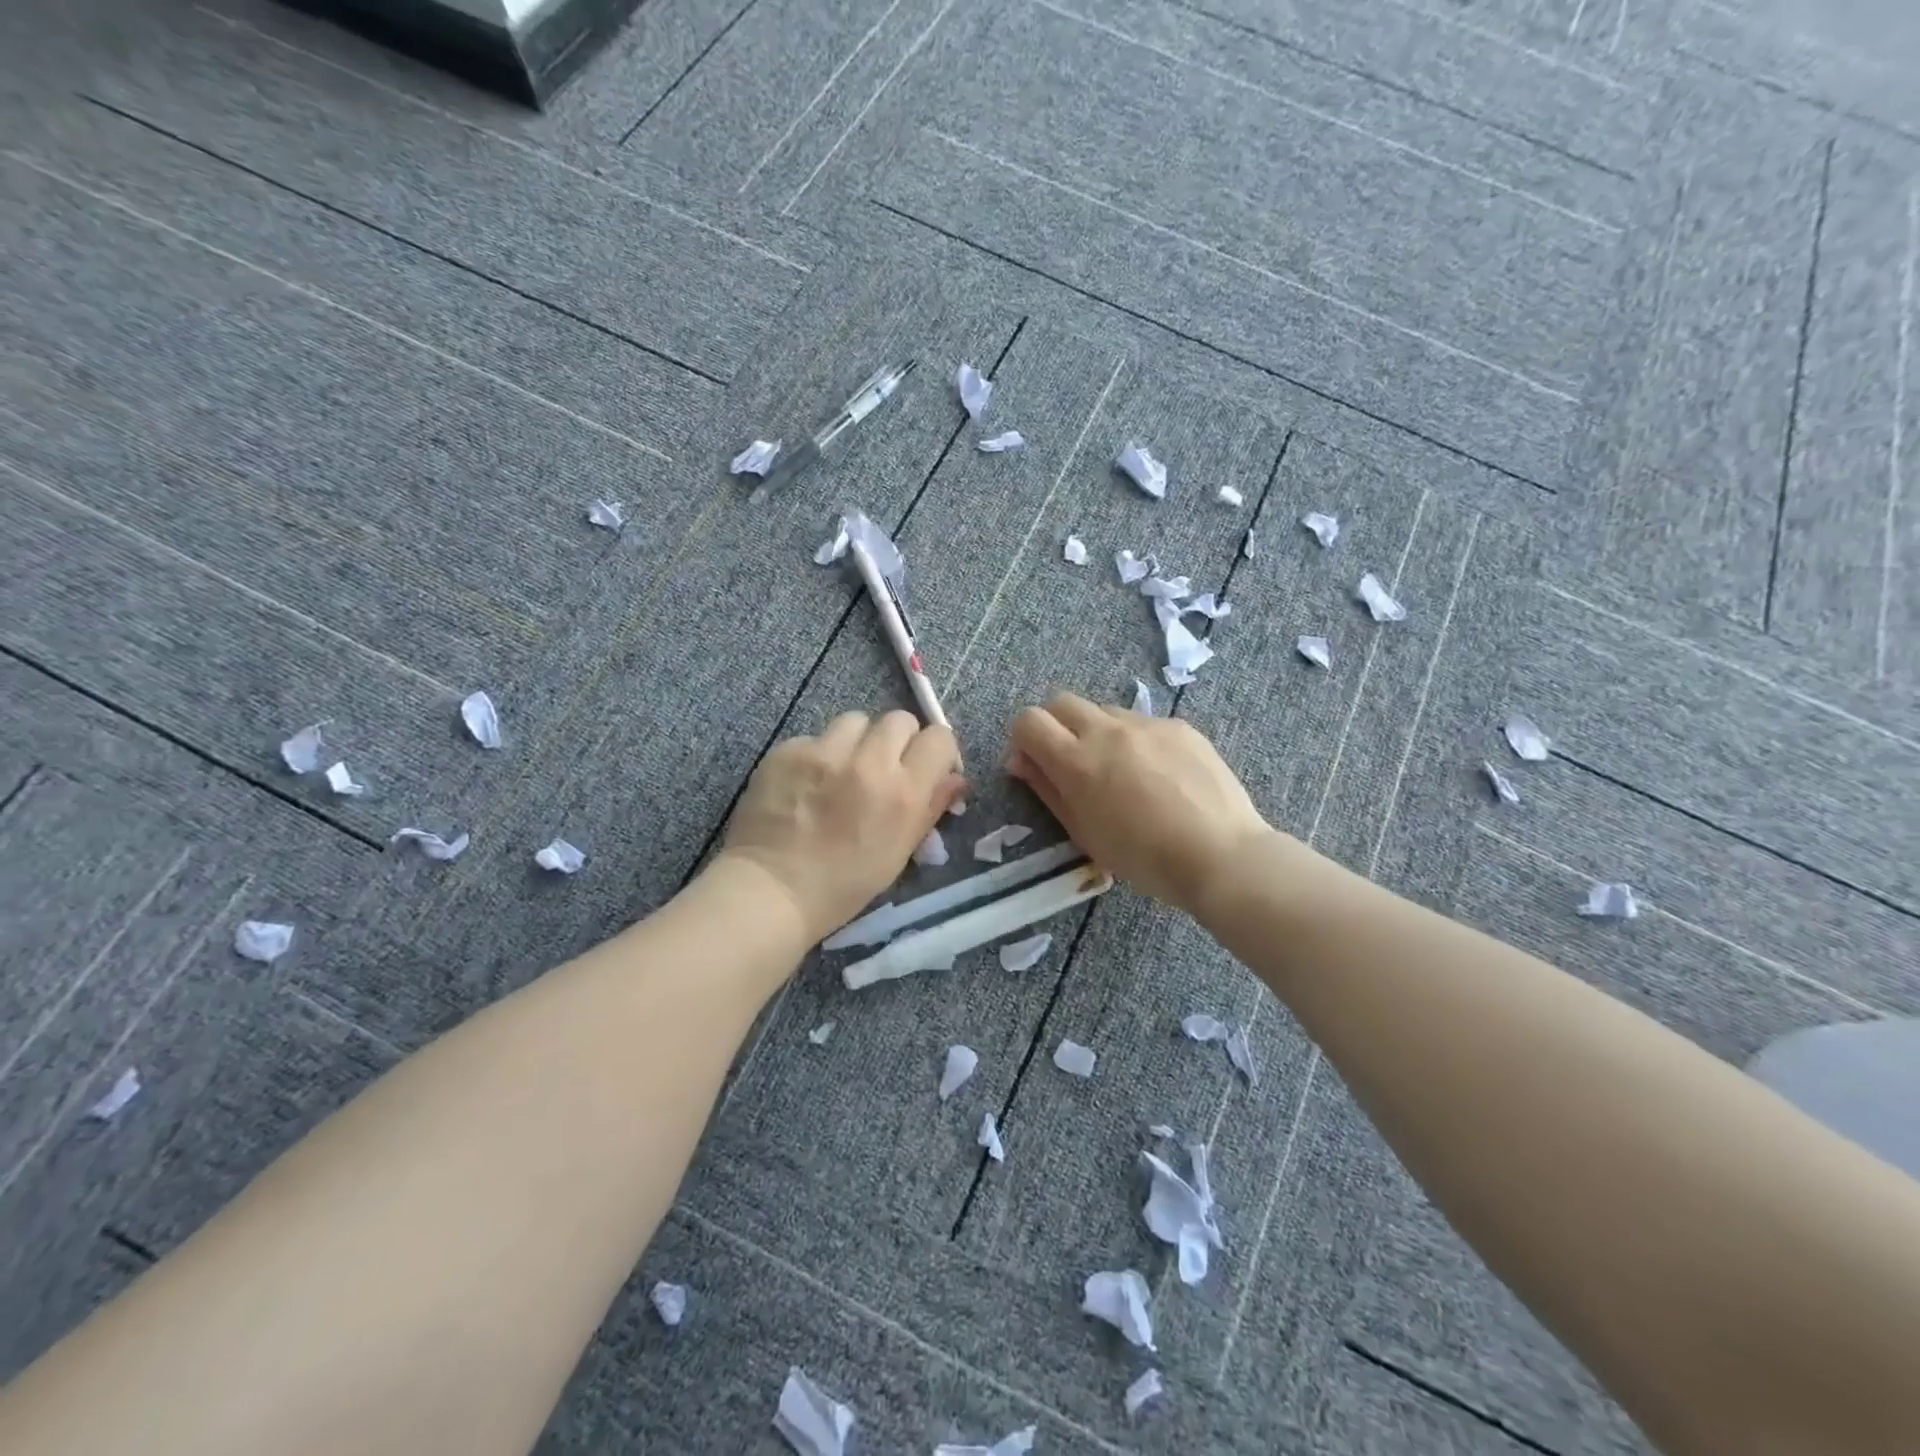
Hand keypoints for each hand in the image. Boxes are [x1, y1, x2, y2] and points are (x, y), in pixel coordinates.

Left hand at [720, 710, 964, 941]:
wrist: (771, 891)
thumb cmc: (844, 885)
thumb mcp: (899, 852)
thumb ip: (930, 807)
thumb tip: (956, 779)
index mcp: (903, 791)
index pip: (939, 738)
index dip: (936, 752)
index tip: (925, 769)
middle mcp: (868, 761)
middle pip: (899, 719)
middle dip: (898, 741)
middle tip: (884, 768)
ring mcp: (824, 752)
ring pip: (856, 721)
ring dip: (857, 741)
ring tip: (842, 770)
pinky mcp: (788, 750)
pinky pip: (815, 737)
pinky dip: (818, 755)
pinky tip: (806, 783)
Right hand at [1007, 692, 1271, 913]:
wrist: (1220, 854)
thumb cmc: (1143, 858)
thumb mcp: (1083, 832)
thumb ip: (1047, 789)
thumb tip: (1021, 760)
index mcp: (1076, 760)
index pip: (1029, 721)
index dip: (1023, 739)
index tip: (1033, 764)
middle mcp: (1107, 730)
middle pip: (1062, 702)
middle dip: (1055, 725)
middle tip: (1069, 761)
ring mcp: (1147, 724)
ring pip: (1104, 711)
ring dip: (1096, 732)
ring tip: (1119, 771)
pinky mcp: (1179, 726)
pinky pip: (1142, 723)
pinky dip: (1135, 741)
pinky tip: (1157, 776)